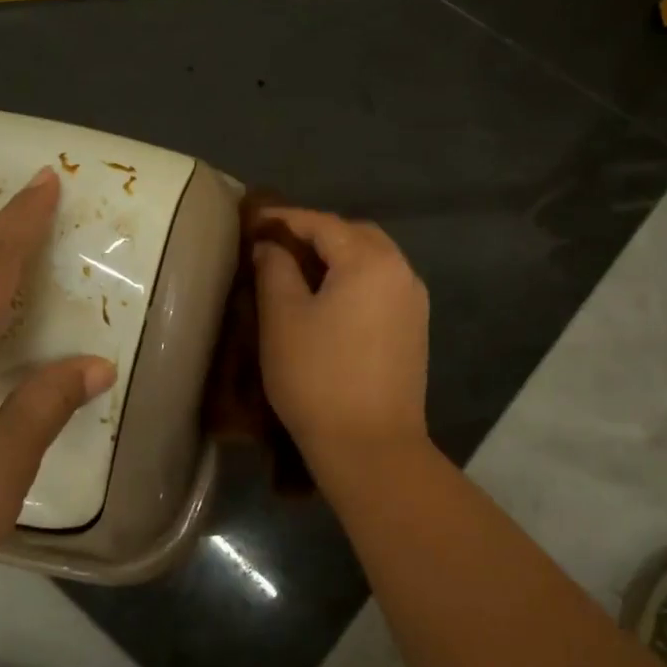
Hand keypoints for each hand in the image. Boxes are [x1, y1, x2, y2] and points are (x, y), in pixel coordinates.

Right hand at [252, 208, 429, 464]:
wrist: (371, 447)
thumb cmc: (318, 377)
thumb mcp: (282, 318)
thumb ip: (274, 269)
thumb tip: (270, 246)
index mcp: (370, 261)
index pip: (322, 223)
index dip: (284, 218)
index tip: (252, 220)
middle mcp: (401, 271)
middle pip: (355, 235)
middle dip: (316, 233)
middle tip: (277, 244)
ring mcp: (413, 302)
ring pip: (373, 260)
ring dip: (338, 256)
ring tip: (299, 270)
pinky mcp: (414, 329)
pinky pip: (381, 286)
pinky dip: (354, 279)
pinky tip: (329, 299)